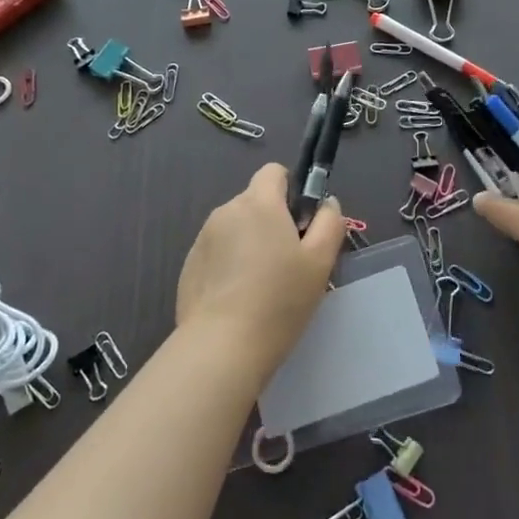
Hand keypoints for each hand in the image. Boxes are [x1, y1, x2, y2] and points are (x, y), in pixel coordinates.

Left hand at [176, 164, 342, 373]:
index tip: (301, 224)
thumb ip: (330, 222)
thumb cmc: (280, 299)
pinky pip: (218, 253)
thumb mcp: (321, 261)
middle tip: (289, 262)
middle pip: (255, 202)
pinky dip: (230, 266)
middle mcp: (226, 211)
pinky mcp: (189, 266)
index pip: (274, 172)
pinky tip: (240, 300)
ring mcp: (203, 239)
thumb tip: (326, 203)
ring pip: (236, 228)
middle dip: (272, 222)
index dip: (291, 190)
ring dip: (250, 244)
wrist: (222, 347)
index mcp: (259, 202)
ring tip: (263, 286)